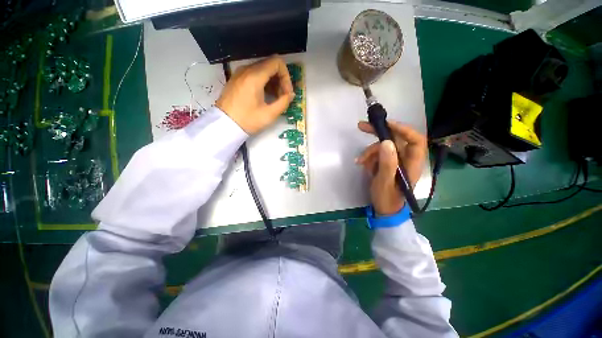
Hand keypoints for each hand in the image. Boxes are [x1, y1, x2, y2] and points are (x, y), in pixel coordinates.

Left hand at [216, 56, 294, 133]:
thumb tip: (291, 94)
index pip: (277, 63)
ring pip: (263, 70)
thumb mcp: (269, 114)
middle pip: (270, 65)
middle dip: (281, 80)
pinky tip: (266, 96)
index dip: (286, 76)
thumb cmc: (247, 120)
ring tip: (276, 98)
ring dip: (273, 82)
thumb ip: (284, 102)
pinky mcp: (237, 79)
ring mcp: (240, 73)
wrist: (224, 125)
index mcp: (255, 76)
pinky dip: (264, 82)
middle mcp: (247, 69)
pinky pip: (254, 75)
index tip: (287, 92)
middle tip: (283, 97)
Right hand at [356, 121, 427, 215]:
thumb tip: (386, 142)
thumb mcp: (385, 182)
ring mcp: (395, 160)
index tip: (385, 124)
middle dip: (378, 133)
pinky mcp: (387, 163)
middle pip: (395, 139)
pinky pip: (377, 154)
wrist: (384, 209)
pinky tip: (363, 165)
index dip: (403, 129)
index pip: (416, 139)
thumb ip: (387, 163)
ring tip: (360, 162)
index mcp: (413, 163)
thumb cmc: (387, 198)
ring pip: (382, 147)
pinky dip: (368, 157)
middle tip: (362, 127)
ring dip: (369, 152)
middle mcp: (406, 158)